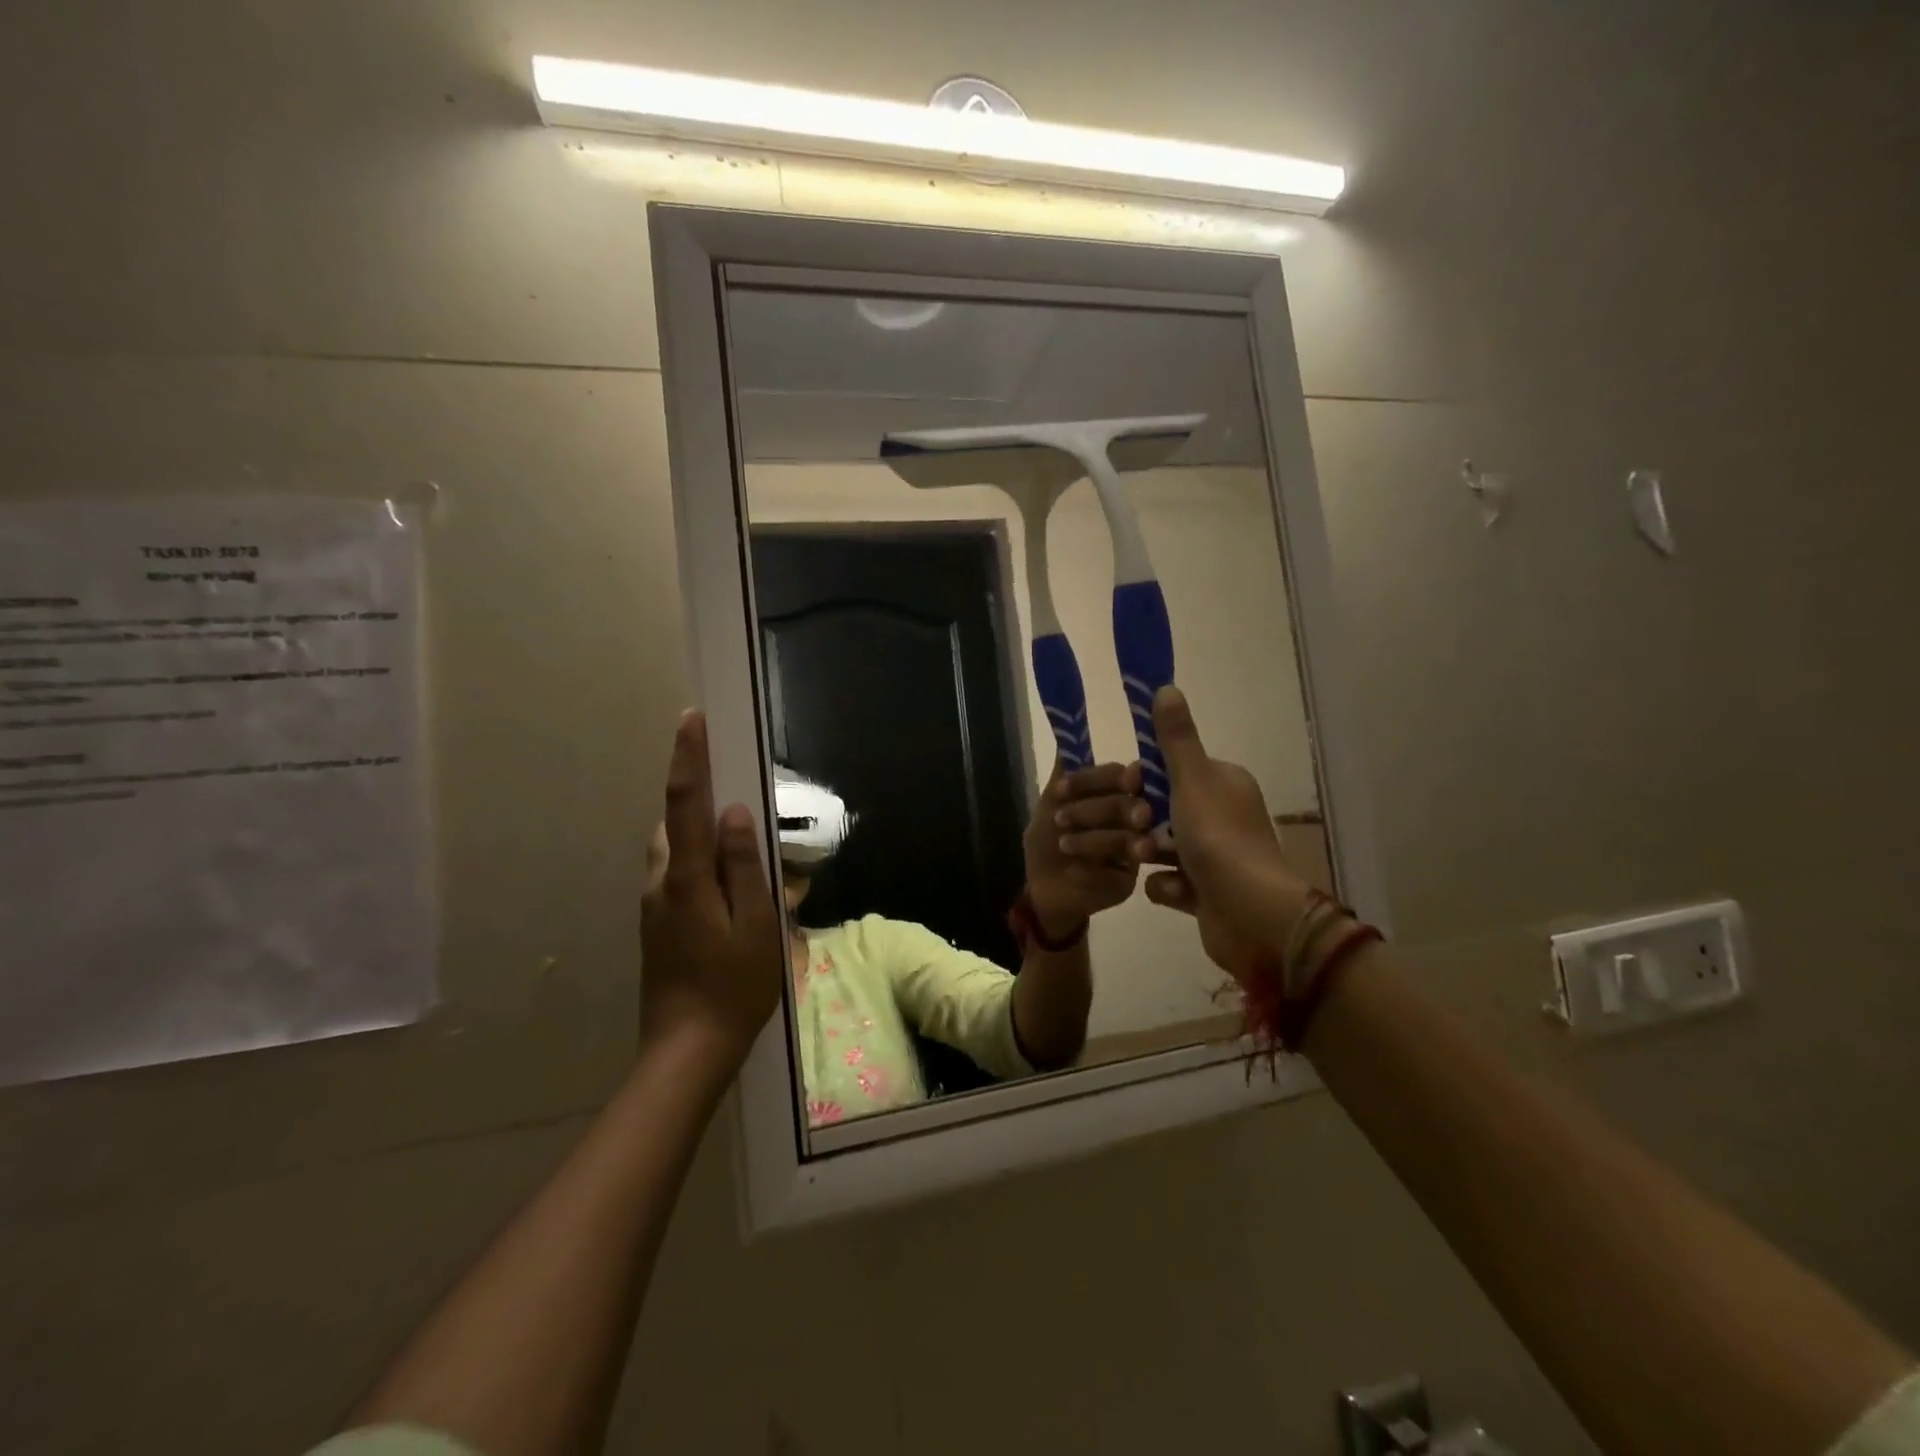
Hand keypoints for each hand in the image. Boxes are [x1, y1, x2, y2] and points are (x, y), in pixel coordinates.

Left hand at [640, 710, 783, 1068]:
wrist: (686, 1051)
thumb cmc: (734, 987)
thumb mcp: (757, 925)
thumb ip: (744, 866)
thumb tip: (733, 813)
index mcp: (686, 879)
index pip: (685, 805)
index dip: (688, 759)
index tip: (690, 719)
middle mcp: (660, 884)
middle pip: (673, 824)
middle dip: (695, 798)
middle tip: (734, 792)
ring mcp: (653, 907)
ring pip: (672, 852)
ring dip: (695, 834)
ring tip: (737, 849)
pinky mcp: (656, 926)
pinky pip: (674, 875)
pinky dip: (695, 862)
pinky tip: (725, 889)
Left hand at [1023, 759, 1152, 934]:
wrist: (1045, 888)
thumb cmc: (1049, 842)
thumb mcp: (1048, 808)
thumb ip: (1061, 780)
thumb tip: (1065, 742)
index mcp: (1116, 795)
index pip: (1117, 775)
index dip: (1093, 779)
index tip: (1063, 788)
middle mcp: (1133, 818)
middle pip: (1129, 804)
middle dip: (1094, 809)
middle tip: (1062, 819)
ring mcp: (1136, 849)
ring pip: (1127, 838)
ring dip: (1092, 838)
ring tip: (1063, 844)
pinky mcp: (1130, 879)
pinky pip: (1119, 872)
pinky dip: (1092, 870)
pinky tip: (1074, 871)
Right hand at [1140, 686, 1311, 983]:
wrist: (1250, 915)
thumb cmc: (1219, 839)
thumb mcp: (1192, 780)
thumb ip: (1176, 738)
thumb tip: (1166, 686)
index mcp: (1224, 785)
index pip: (1176, 770)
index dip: (1147, 778)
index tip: (1129, 788)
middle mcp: (1223, 817)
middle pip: (1165, 810)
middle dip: (1142, 821)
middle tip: (1136, 829)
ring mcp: (1216, 858)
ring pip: (1164, 846)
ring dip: (1149, 853)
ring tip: (1145, 863)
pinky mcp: (1207, 894)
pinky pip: (1171, 882)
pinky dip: (1167, 887)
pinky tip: (1170, 891)